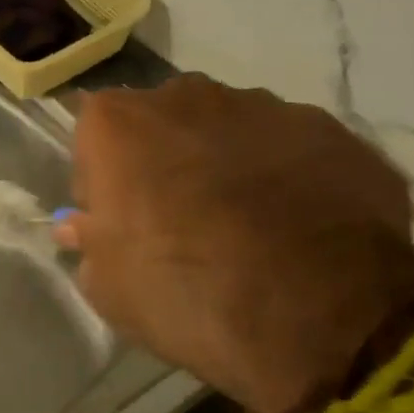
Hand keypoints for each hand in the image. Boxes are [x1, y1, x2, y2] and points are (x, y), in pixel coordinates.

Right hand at [56, 75, 413, 412]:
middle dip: (162, 160)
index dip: (102, 181)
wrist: (321, 316)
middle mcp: (185, 96)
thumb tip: (83, 225)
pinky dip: (284, 175)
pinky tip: (298, 224)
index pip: (92, 139)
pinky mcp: (330, 129)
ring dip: (225, 163)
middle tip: (178, 219)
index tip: (116, 222)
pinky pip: (288, 147)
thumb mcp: (108, 288)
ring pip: (228, 129)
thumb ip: (89, 242)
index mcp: (117, 124)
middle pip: (160, 123)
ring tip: (247, 224)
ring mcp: (264, 106)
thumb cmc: (185, 293)